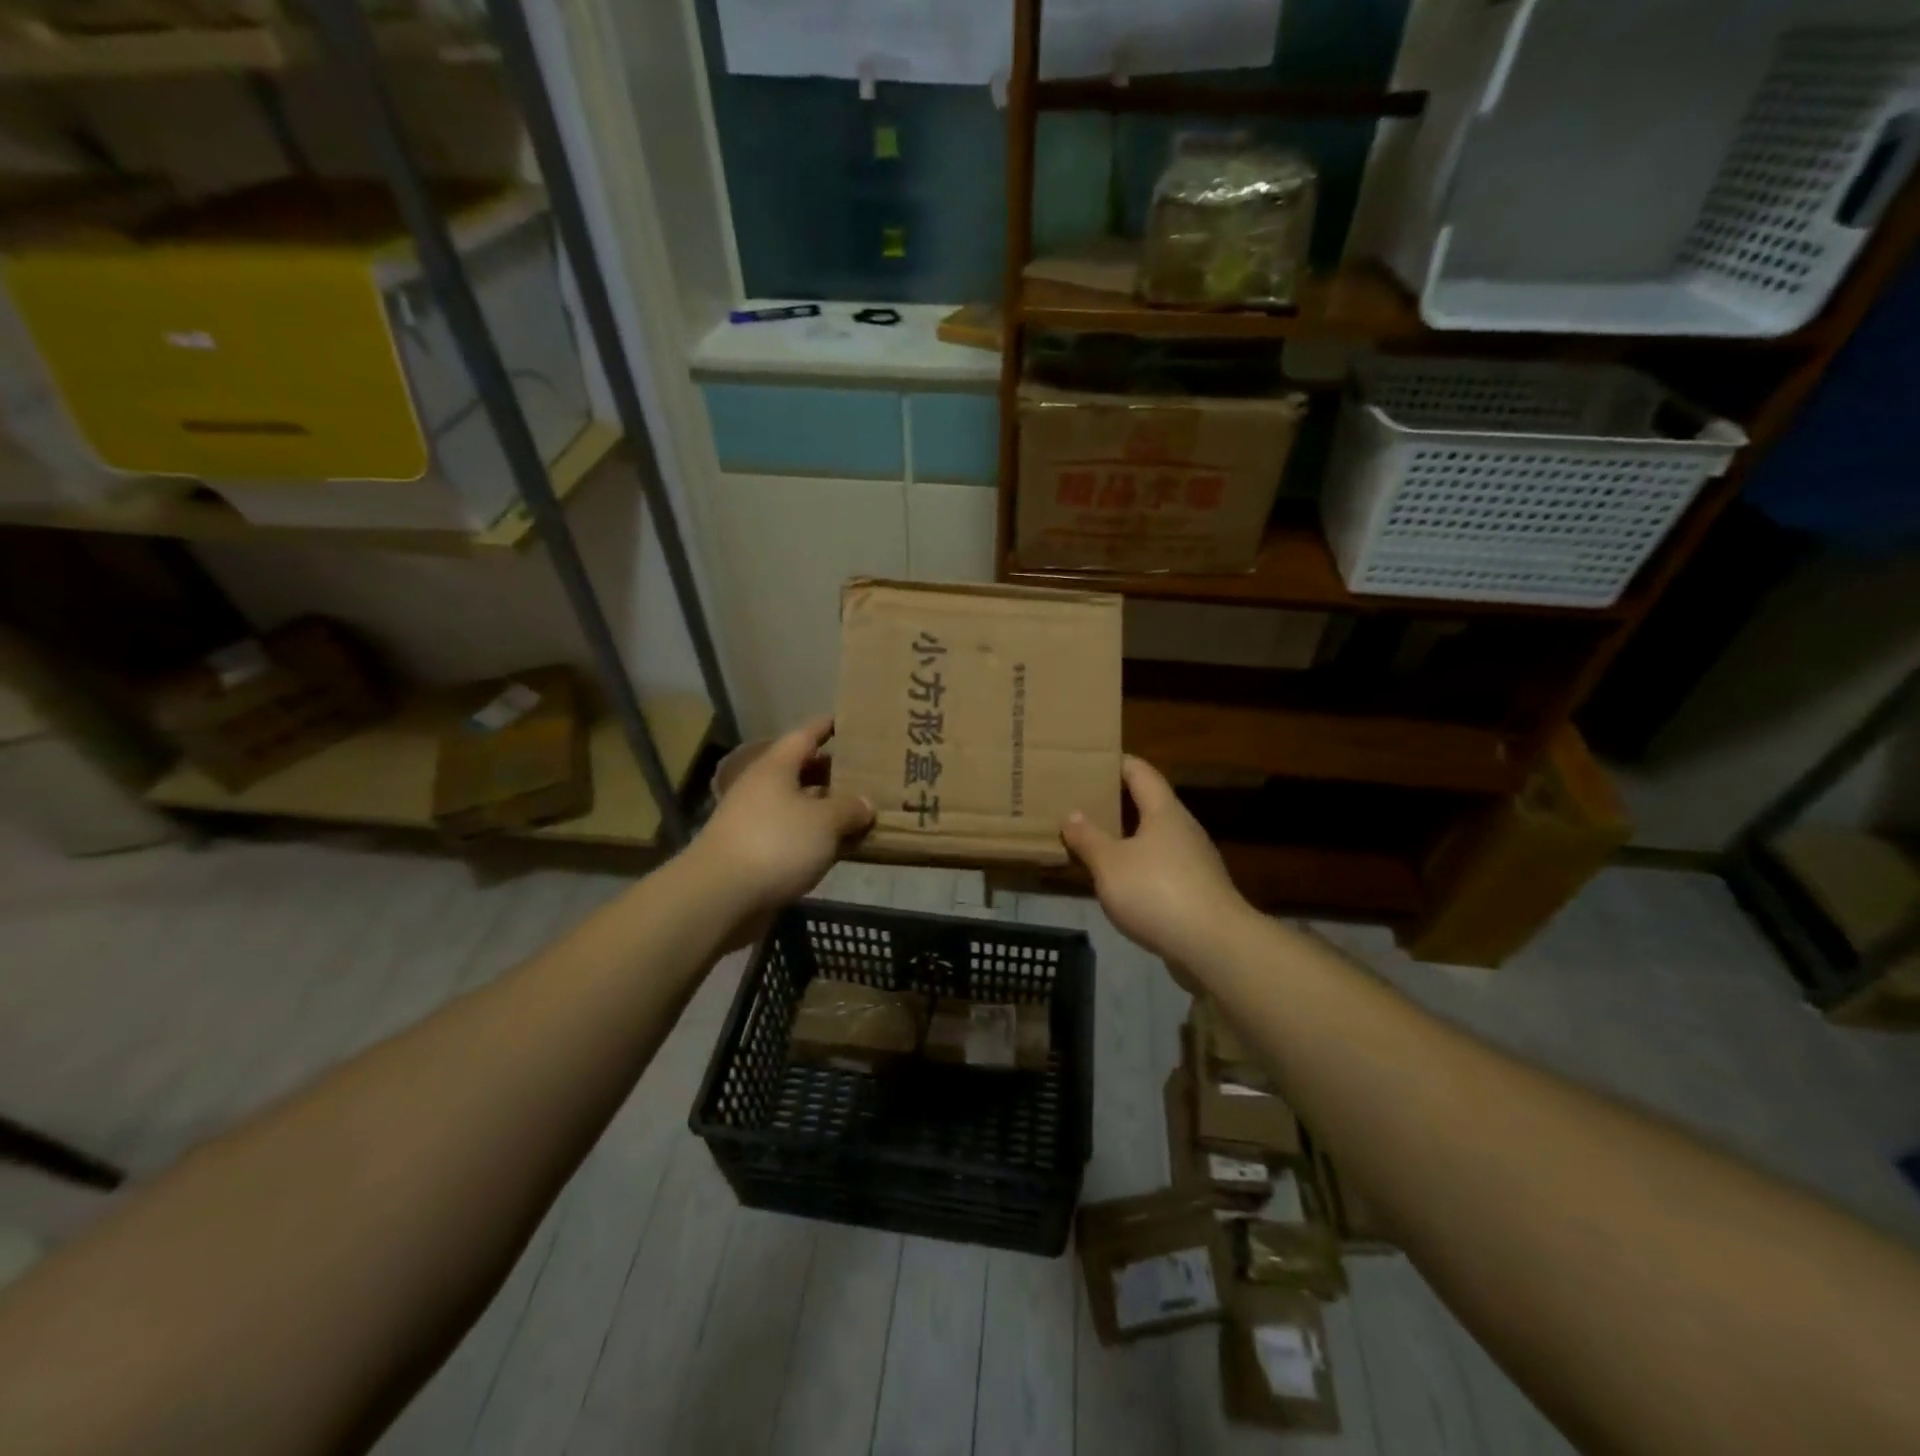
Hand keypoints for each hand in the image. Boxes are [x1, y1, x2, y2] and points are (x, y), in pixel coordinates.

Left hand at [694, 717, 874, 916]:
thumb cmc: (776, 843)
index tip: (848, 720)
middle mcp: (763, 788)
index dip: (827, 726)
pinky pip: (794, 836)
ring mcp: (756, 822)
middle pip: (802, 771)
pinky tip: (840, 847)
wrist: (721, 896)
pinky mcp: (755, 853)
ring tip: (862, 811)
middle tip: (867, 772)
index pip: (805, 735)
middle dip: (833, 772)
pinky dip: (816, 838)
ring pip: (799, 806)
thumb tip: (865, 804)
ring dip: (827, 809)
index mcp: (776, 767)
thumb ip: (850, 809)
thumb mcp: (825, 822)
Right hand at [1061, 755, 1253, 971]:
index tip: (1092, 761)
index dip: (1118, 763)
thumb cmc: (1157, 892)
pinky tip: (1120, 883)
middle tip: (1083, 803)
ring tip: (1095, 843)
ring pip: (1155, 839)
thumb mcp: (1110, 864)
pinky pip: (1161, 868)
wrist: (1214, 946)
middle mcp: (1184, 829)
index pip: (1141, 772)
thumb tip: (1071, 814)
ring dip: (1128, 838)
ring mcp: (1195, 861)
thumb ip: (1088, 838)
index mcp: (1164, 811)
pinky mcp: (1198, 892)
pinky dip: (1139, 867)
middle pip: (1149, 804)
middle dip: (1118, 803)